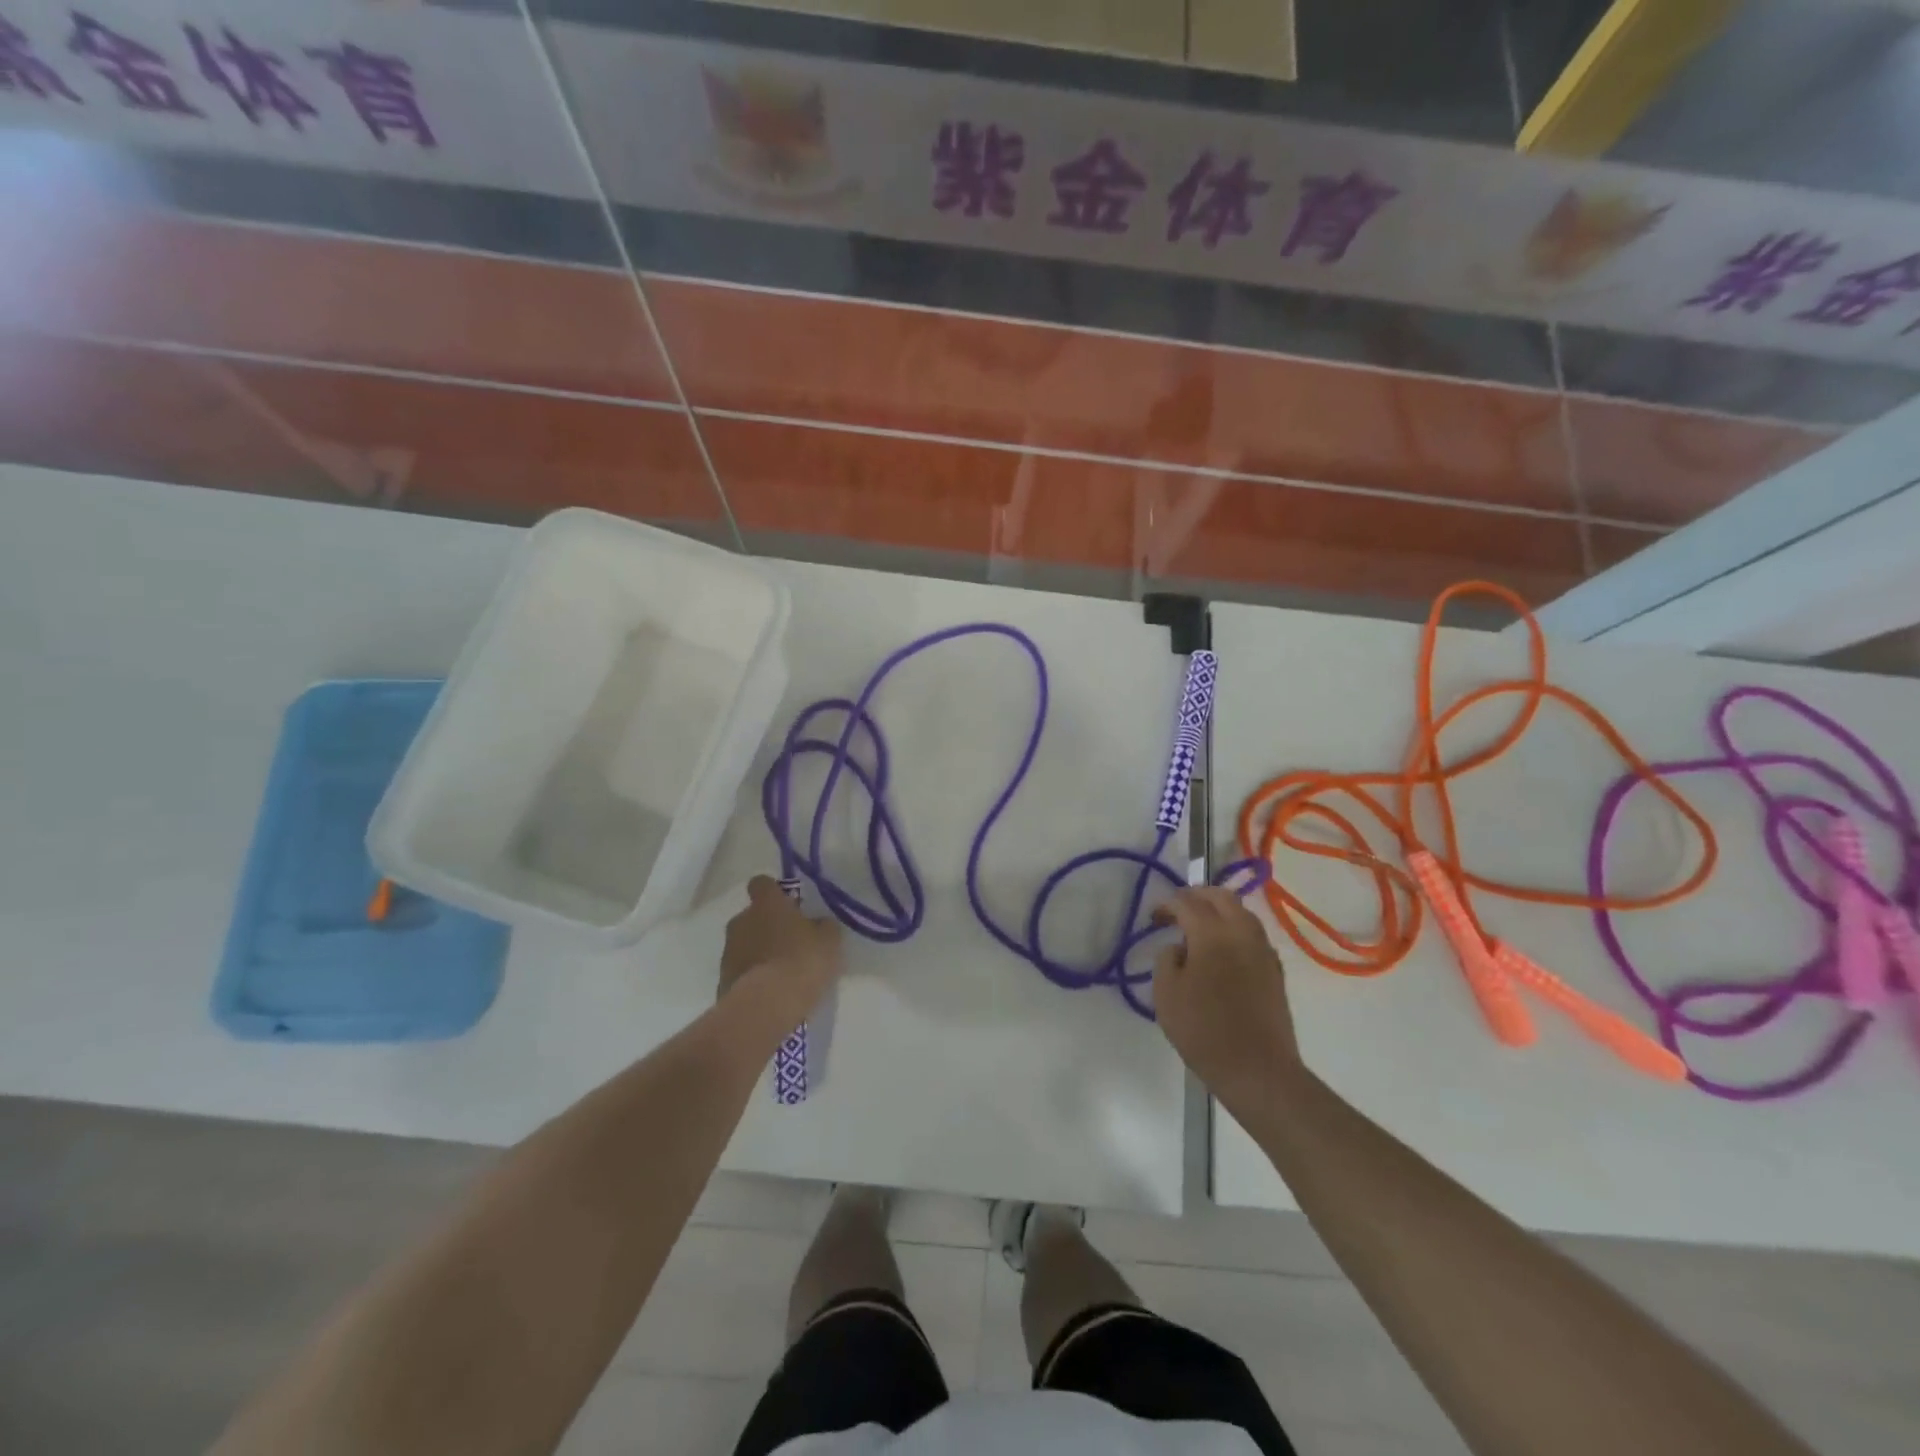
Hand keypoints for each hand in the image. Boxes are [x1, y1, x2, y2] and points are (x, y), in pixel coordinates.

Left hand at [719, 877, 844, 1035]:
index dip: (774, 892)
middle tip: (790, 942)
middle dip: (767, 925)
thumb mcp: (829, 940)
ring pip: (745, 943)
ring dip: (759, 952)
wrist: (766, 1006)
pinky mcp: (722, 980)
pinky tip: (771, 991)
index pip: (762, 883)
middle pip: (752, 915)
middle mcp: (741, 920)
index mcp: (766, 903)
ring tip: (782, 972)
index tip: (788, 904)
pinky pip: (741, 971)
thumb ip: (823, 926)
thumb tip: (818, 923)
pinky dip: (753, 976)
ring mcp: (728, 951)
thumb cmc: (802, 961)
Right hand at [1153, 887, 1300, 1107]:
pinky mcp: (1275, 970)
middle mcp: (1242, 932)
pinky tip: (1222, 950)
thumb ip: (1167, 959)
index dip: (1166, 905)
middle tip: (1178, 909)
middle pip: (1221, 896)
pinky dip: (1235, 930)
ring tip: (1199, 927)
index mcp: (1212, 933)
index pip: (1187, 903)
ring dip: (1219, 911)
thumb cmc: (1203, 1030)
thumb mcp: (1166, 994)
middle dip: (1197, 896)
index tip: (1153, 917)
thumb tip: (1179, 947)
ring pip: (1242, 913)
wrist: (1257, 1070)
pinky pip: (1253, 935)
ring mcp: (1263, 951)